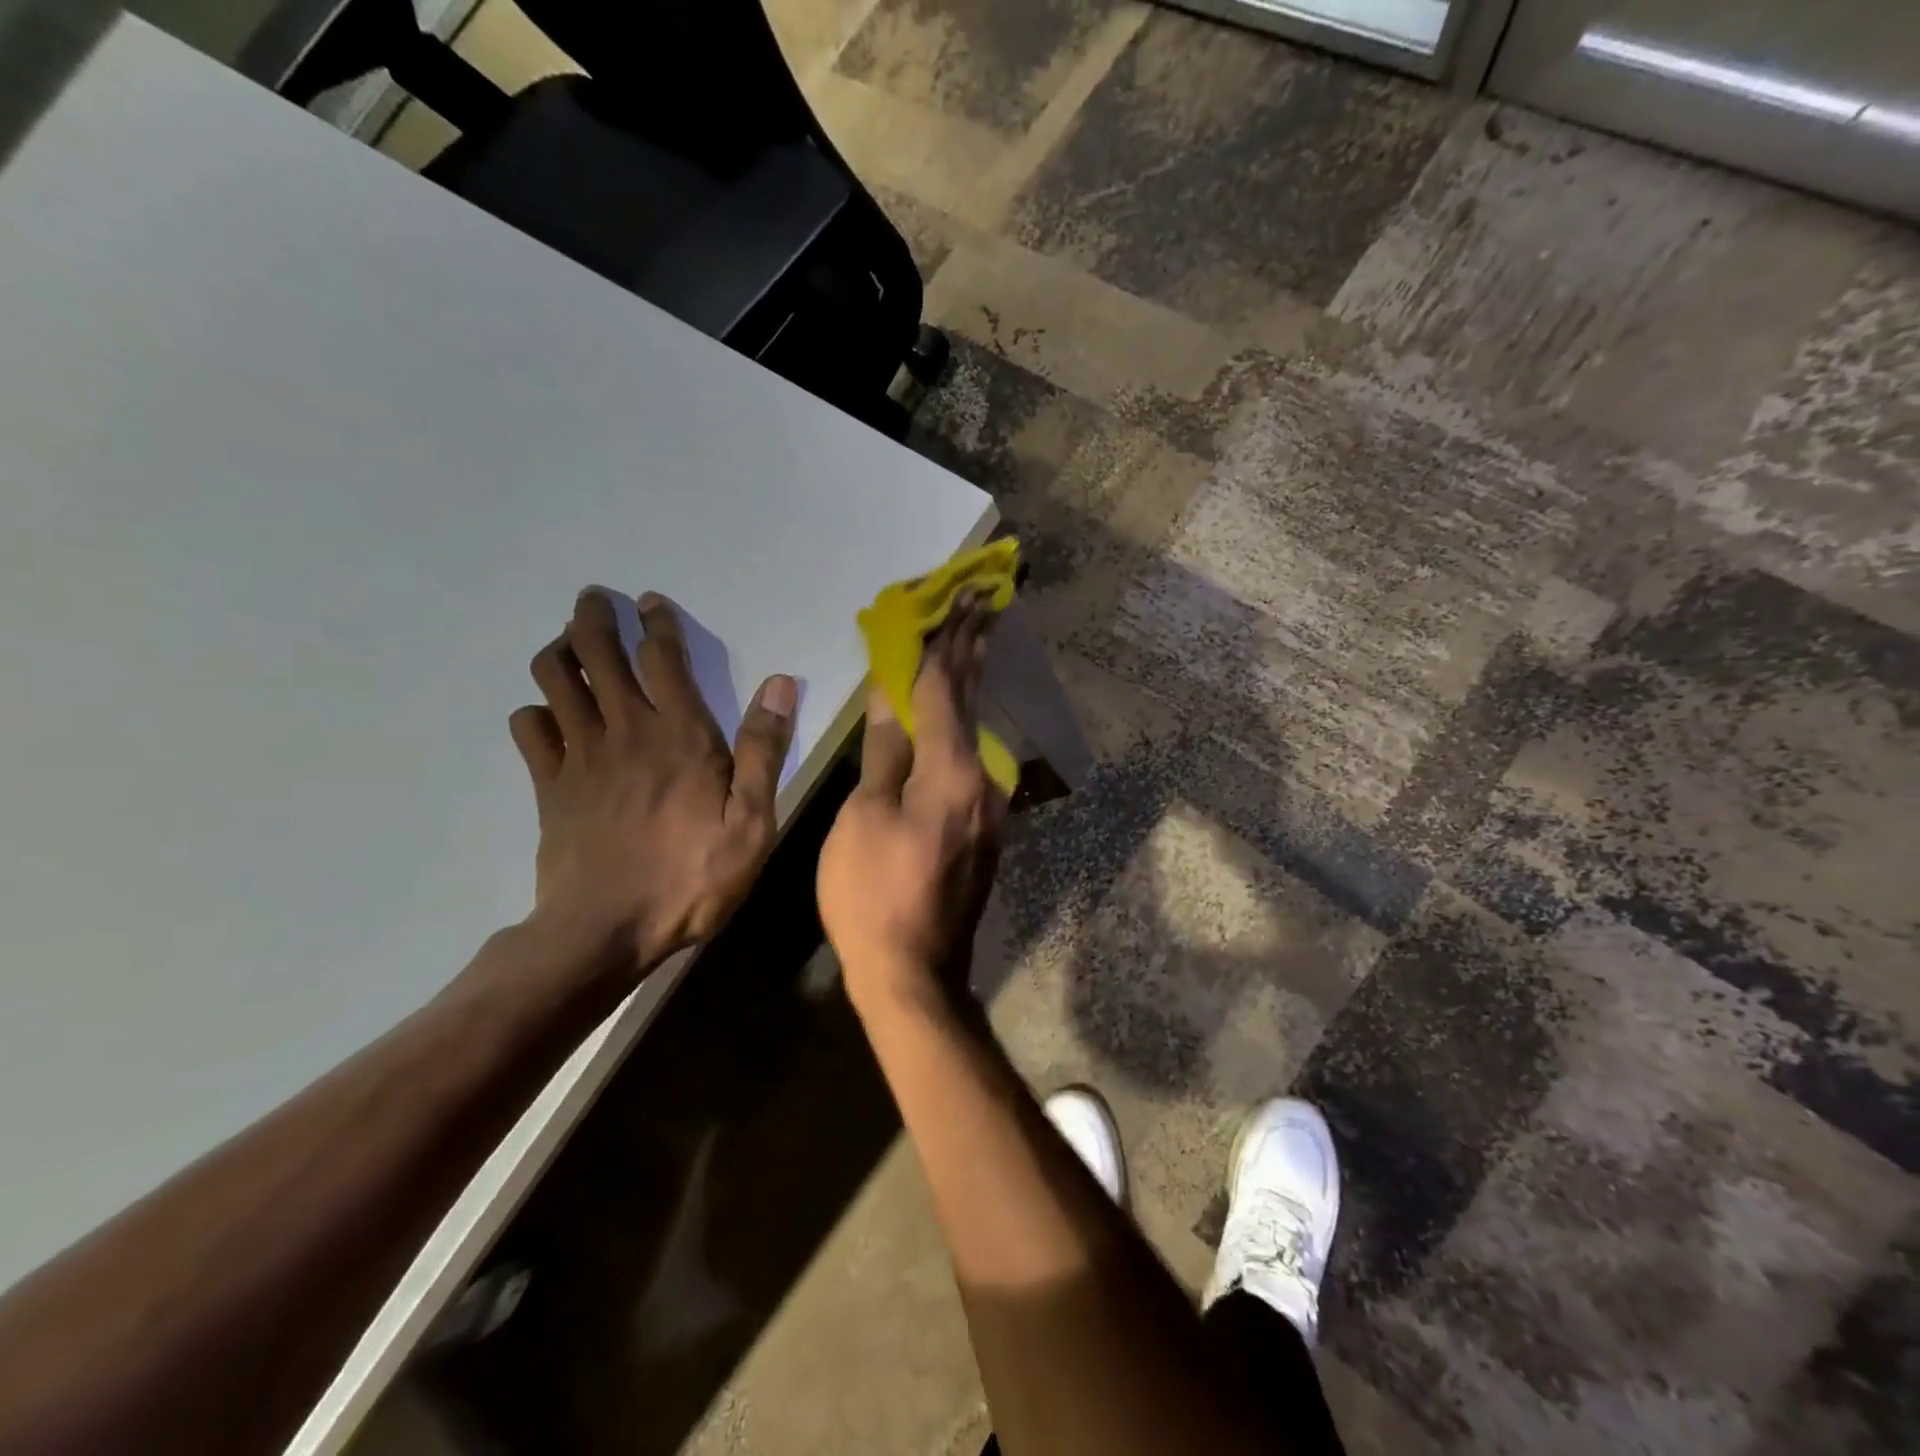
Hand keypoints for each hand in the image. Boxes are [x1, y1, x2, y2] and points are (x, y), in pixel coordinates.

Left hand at [509, 589, 796, 973]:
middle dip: (593, 618)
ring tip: (569, 646)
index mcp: (680, 734)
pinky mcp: (549, 786)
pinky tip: (547, 716)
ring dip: (560, 652)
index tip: (650, 601)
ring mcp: (580, 756)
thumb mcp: (752, 821)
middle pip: (597, 654)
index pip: (662, 657)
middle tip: (594, 600)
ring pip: (555, 680)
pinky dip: (535, 712)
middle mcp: (625, 730)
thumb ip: (763, 749)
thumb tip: (780, 683)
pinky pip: (529, 730)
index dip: (656, 622)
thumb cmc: (692, 877)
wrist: (605, 931)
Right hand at [818, 601, 1007, 1014]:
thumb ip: (885, 750)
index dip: (948, 639)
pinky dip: (961, 725)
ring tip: (970, 639)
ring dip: (970, 683)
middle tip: (987, 600)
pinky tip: (954, 712)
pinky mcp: (986, 828)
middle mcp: (984, 780)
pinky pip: (971, 761)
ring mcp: (991, 807)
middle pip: (974, 700)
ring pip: (975, 730)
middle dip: (976, 647)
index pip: (947, 688)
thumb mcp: (864, 817)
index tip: (965, 595)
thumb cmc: (873, 894)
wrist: (915, 973)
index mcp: (951, 772)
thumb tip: (891, 692)